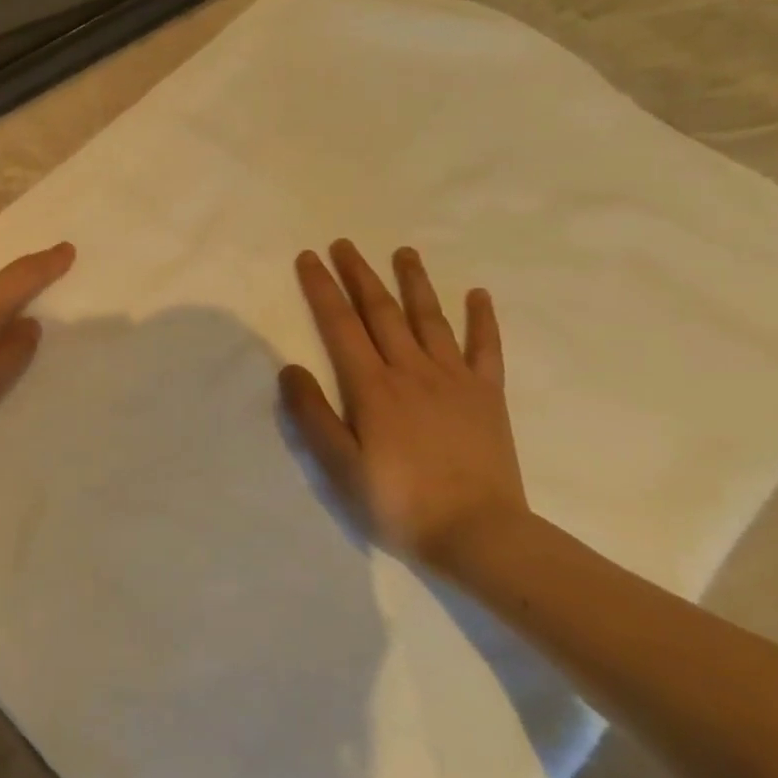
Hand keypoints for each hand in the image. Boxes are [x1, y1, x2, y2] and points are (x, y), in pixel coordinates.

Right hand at [280, 242, 527, 564]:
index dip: (322, 289)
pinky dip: (482, 319)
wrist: (479, 534)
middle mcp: (412, 370)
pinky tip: (477, 294)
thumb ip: (313, 415)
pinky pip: (485, 348)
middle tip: (344, 244)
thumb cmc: (398, 502)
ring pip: (430, 318)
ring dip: (413, 282)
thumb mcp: (339, 467)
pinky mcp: (487, 395)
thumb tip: (290, 367)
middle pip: (382, 311)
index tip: (309, 258)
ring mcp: (454, 379)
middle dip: (359, 274)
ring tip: (403, 251)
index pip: (340, 325)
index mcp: (372, 387)